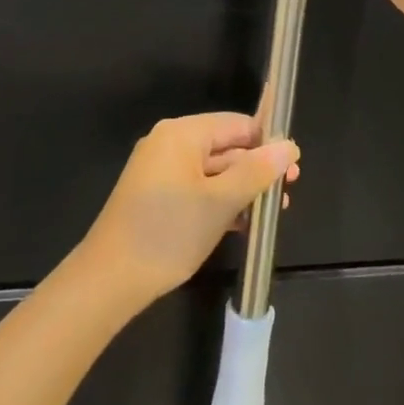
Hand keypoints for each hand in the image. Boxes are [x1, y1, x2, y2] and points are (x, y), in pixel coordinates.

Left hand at [79, 113, 299, 307]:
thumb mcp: (220, 202)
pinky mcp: (155, 197)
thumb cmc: (169, 232)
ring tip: (271, 215)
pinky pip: (196, 188)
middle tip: (287, 195)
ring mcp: (160, 171)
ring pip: (212, 172)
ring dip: (241, 190)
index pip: (236, 124)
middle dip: (256, 170)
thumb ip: (256, 172)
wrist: (109, 280)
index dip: (267, 143)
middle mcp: (169, 143)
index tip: (294, 168)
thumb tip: (289, 145)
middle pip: (224, 147)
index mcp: (182, 133)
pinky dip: (219, 202)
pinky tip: (242, 224)